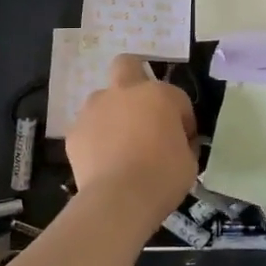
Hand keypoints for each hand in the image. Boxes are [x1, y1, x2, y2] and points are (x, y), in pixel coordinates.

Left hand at [67, 55, 198, 218]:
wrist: (119, 200)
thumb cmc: (163, 178)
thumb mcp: (190, 161)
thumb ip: (183, 143)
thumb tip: (177, 142)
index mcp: (159, 95)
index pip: (177, 98)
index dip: (183, 119)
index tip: (184, 141)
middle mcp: (124, 92)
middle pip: (127, 65)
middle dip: (135, 78)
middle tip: (143, 109)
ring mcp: (95, 109)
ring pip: (104, 99)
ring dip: (113, 113)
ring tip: (120, 143)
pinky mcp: (75, 131)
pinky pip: (89, 128)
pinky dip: (96, 138)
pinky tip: (103, 161)